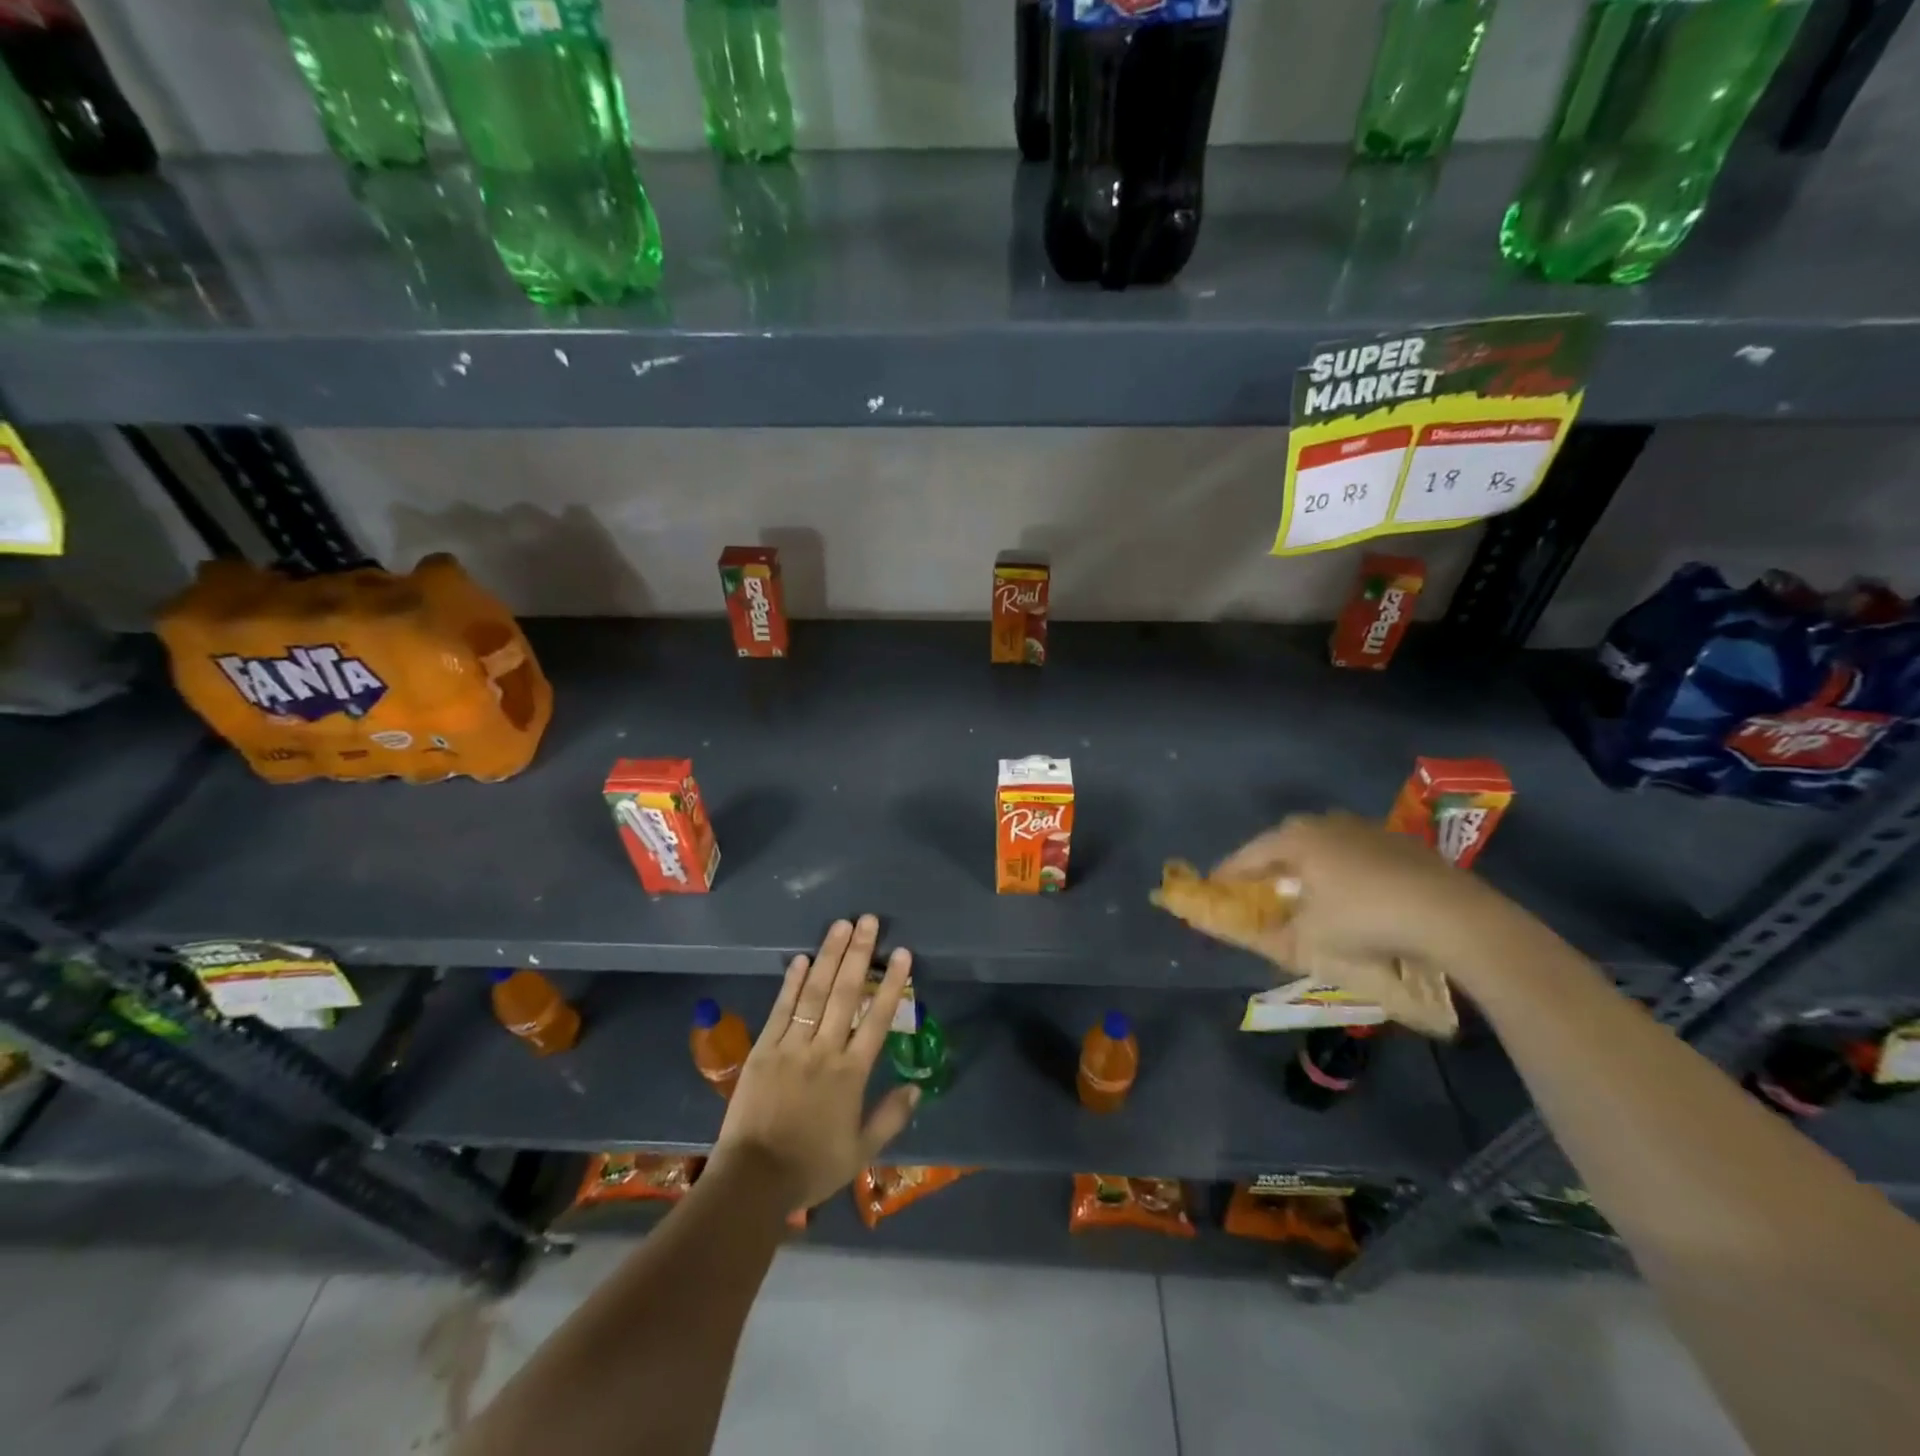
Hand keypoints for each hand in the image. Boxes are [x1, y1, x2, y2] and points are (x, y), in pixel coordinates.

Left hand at [710, 915, 918, 1211]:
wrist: (753, 1180)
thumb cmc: (811, 1167)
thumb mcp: (860, 1152)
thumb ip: (890, 1118)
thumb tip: (916, 1088)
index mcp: (851, 1073)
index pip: (878, 1019)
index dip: (892, 984)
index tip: (902, 953)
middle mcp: (824, 1051)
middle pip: (846, 994)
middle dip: (859, 953)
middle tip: (868, 920)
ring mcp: (791, 1046)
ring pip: (815, 993)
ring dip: (828, 956)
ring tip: (840, 925)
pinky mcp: (763, 1049)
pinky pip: (781, 1009)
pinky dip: (792, 982)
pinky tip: (802, 958)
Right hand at [1213, 811, 1514, 981]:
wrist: (1451, 915)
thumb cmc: (1364, 920)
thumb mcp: (1311, 938)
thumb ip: (1276, 935)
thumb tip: (1257, 936)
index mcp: (1296, 838)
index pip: (1248, 855)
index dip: (1228, 875)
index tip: (1213, 889)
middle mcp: (1326, 824)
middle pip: (1284, 844)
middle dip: (1269, 867)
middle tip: (1260, 891)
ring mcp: (1366, 829)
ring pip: (1322, 846)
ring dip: (1308, 868)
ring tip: (1306, 894)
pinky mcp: (1399, 843)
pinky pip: (1355, 855)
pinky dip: (1343, 872)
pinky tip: (1353, 896)